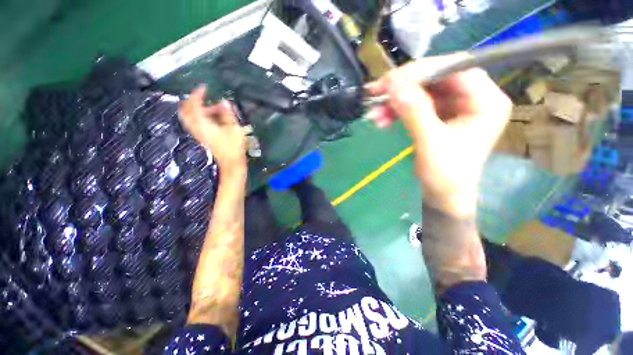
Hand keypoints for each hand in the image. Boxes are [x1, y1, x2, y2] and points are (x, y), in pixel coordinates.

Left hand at [179, 85, 246, 173]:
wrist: (231, 162)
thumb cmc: (233, 146)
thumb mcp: (233, 129)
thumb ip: (227, 114)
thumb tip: (224, 101)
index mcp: (202, 123)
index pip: (194, 105)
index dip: (197, 94)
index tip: (205, 87)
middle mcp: (196, 127)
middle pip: (185, 110)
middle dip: (192, 101)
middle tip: (202, 96)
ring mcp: (198, 133)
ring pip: (189, 117)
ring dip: (197, 108)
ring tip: (213, 107)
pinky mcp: (202, 137)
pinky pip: (194, 122)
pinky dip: (199, 116)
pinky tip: (211, 116)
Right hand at [367, 54, 511, 216]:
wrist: (442, 196)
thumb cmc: (446, 176)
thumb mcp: (431, 144)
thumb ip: (415, 113)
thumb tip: (394, 86)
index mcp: (486, 102)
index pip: (456, 68)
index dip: (422, 71)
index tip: (391, 81)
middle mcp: (472, 98)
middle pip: (435, 77)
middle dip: (403, 86)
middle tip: (377, 92)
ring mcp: (453, 106)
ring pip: (420, 91)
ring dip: (395, 101)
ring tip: (374, 113)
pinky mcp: (438, 115)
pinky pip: (414, 105)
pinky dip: (396, 110)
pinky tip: (381, 119)